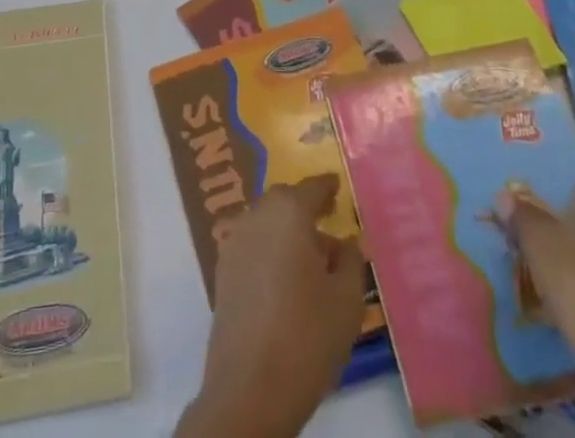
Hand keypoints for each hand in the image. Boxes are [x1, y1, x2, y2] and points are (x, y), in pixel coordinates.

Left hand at [176, 174, 367, 437]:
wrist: (249, 388)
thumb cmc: (306, 336)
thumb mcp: (347, 301)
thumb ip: (352, 261)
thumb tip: (348, 241)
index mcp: (289, 212)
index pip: (312, 187)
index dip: (327, 187)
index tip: (337, 187)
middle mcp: (258, 215)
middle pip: (285, 201)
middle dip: (305, 208)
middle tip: (327, 224)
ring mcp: (235, 241)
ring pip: (266, 222)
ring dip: (286, 231)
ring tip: (309, 261)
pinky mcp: (222, 270)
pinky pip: (252, 245)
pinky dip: (269, 250)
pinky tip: (284, 280)